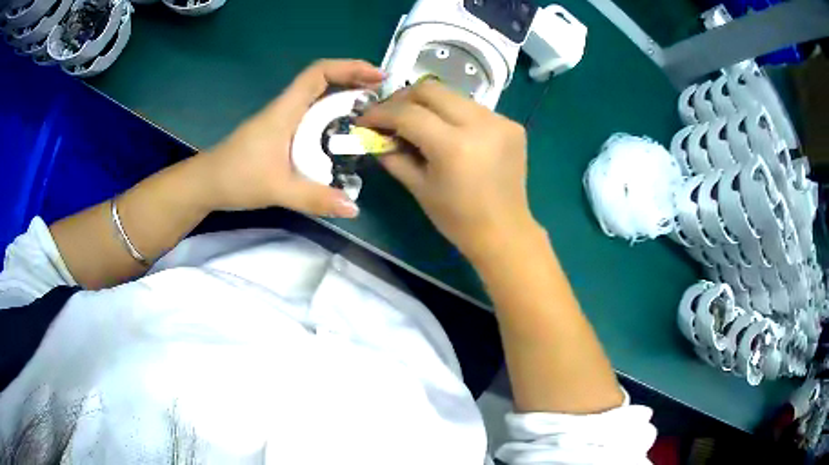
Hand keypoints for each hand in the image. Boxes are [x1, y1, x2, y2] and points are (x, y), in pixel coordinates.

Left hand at [202, 59, 384, 216]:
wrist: (206, 184)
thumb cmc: (236, 178)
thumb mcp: (277, 190)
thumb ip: (314, 199)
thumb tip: (354, 208)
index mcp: (285, 111)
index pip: (318, 73)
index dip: (349, 68)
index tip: (377, 77)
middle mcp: (286, 108)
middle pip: (323, 80)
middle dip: (354, 81)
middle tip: (382, 97)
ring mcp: (282, 119)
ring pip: (318, 97)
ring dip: (345, 97)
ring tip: (371, 113)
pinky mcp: (280, 132)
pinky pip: (312, 114)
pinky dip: (332, 115)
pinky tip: (344, 133)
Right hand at [357, 80, 538, 259]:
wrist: (504, 232)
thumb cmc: (457, 219)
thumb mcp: (418, 187)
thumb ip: (393, 155)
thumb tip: (373, 135)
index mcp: (454, 146)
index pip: (408, 113)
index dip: (380, 113)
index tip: (365, 119)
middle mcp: (480, 124)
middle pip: (431, 89)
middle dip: (403, 98)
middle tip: (389, 114)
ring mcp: (500, 121)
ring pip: (453, 95)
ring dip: (429, 105)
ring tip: (417, 122)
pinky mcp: (511, 124)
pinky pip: (473, 108)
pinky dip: (453, 115)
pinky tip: (448, 132)